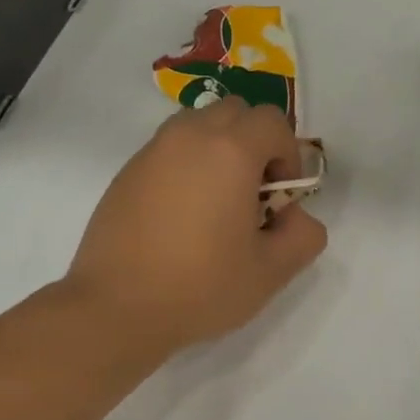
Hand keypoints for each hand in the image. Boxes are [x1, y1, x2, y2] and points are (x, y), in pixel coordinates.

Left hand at [66, 97, 327, 351]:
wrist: (117, 307)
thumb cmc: (200, 287)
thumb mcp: (271, 272)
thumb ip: (303, 235)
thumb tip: (293, 215)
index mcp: (230, 151)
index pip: (272, 122)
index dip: (288, 154)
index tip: (281, 196)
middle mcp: (188, 137)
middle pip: (234, 112)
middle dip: (254, 142)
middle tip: (253, 193)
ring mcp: (151, 152)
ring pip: (197, 125)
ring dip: (218, 149)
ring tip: (217, 202)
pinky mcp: (126, 173)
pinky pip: (168, 150)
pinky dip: (186, 166)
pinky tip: (181, 217)